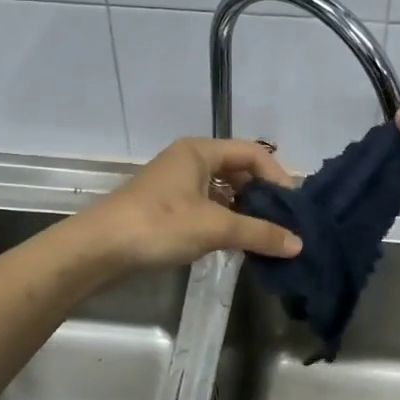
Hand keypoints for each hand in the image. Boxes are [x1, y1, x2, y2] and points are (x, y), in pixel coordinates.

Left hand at [79, 138, 302, 273]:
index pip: (253, 153)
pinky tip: (238, 243)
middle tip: (286, 223)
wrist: (100, 248)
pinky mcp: (168, 208)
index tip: (294, 207)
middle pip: (239, 171)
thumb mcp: (215, 227)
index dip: (278, 177)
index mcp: (200, 151)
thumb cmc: (160, 225)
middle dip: (264, 196)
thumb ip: (259, 233)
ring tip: (267, 236)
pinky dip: (226, 221)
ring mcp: (177, 184)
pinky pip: (208, 207)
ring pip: (224, 192)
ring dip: (246, 211)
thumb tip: (299, 244)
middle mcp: (190, 160)